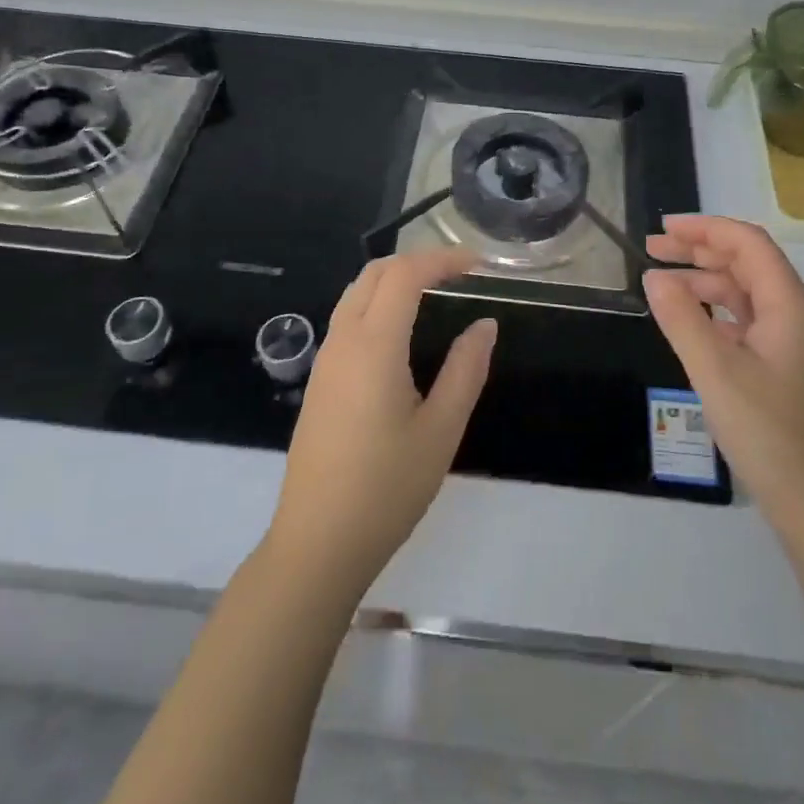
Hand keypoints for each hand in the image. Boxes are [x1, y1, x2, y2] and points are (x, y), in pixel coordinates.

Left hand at [266, 248, 495, 598]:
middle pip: (374, 273)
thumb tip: (485, 325)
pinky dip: (378, 303)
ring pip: (356, 294)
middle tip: (458, 274)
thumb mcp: (441, 430)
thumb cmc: (387, 488)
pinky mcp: (320, 382)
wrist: (318, 543)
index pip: (405, 275)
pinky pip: (347, 319)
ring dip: (394, 280)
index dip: (442, 259)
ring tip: (435, 294)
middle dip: (417, 261)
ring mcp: (325, 361)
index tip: (478, 265)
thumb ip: (466, 370)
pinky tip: (403, 333)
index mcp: (374, 345)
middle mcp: (343, 341)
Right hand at [643, 216, 803, 537]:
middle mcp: (795, 314)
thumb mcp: (715, 371)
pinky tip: (687, 322)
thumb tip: (654, 276)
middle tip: (651, 250)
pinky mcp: (782, 366)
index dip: (705, 228)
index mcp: (789, 304)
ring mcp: (791, 342)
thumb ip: (681, 319)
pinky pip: (744, 321)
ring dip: (703, 282)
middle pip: (746, 263)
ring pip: (744, 293)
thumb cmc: (769, 432)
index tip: (662, 229)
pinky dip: (713, 312)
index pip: (747, 243)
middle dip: (699, 251)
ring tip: (660, 284)